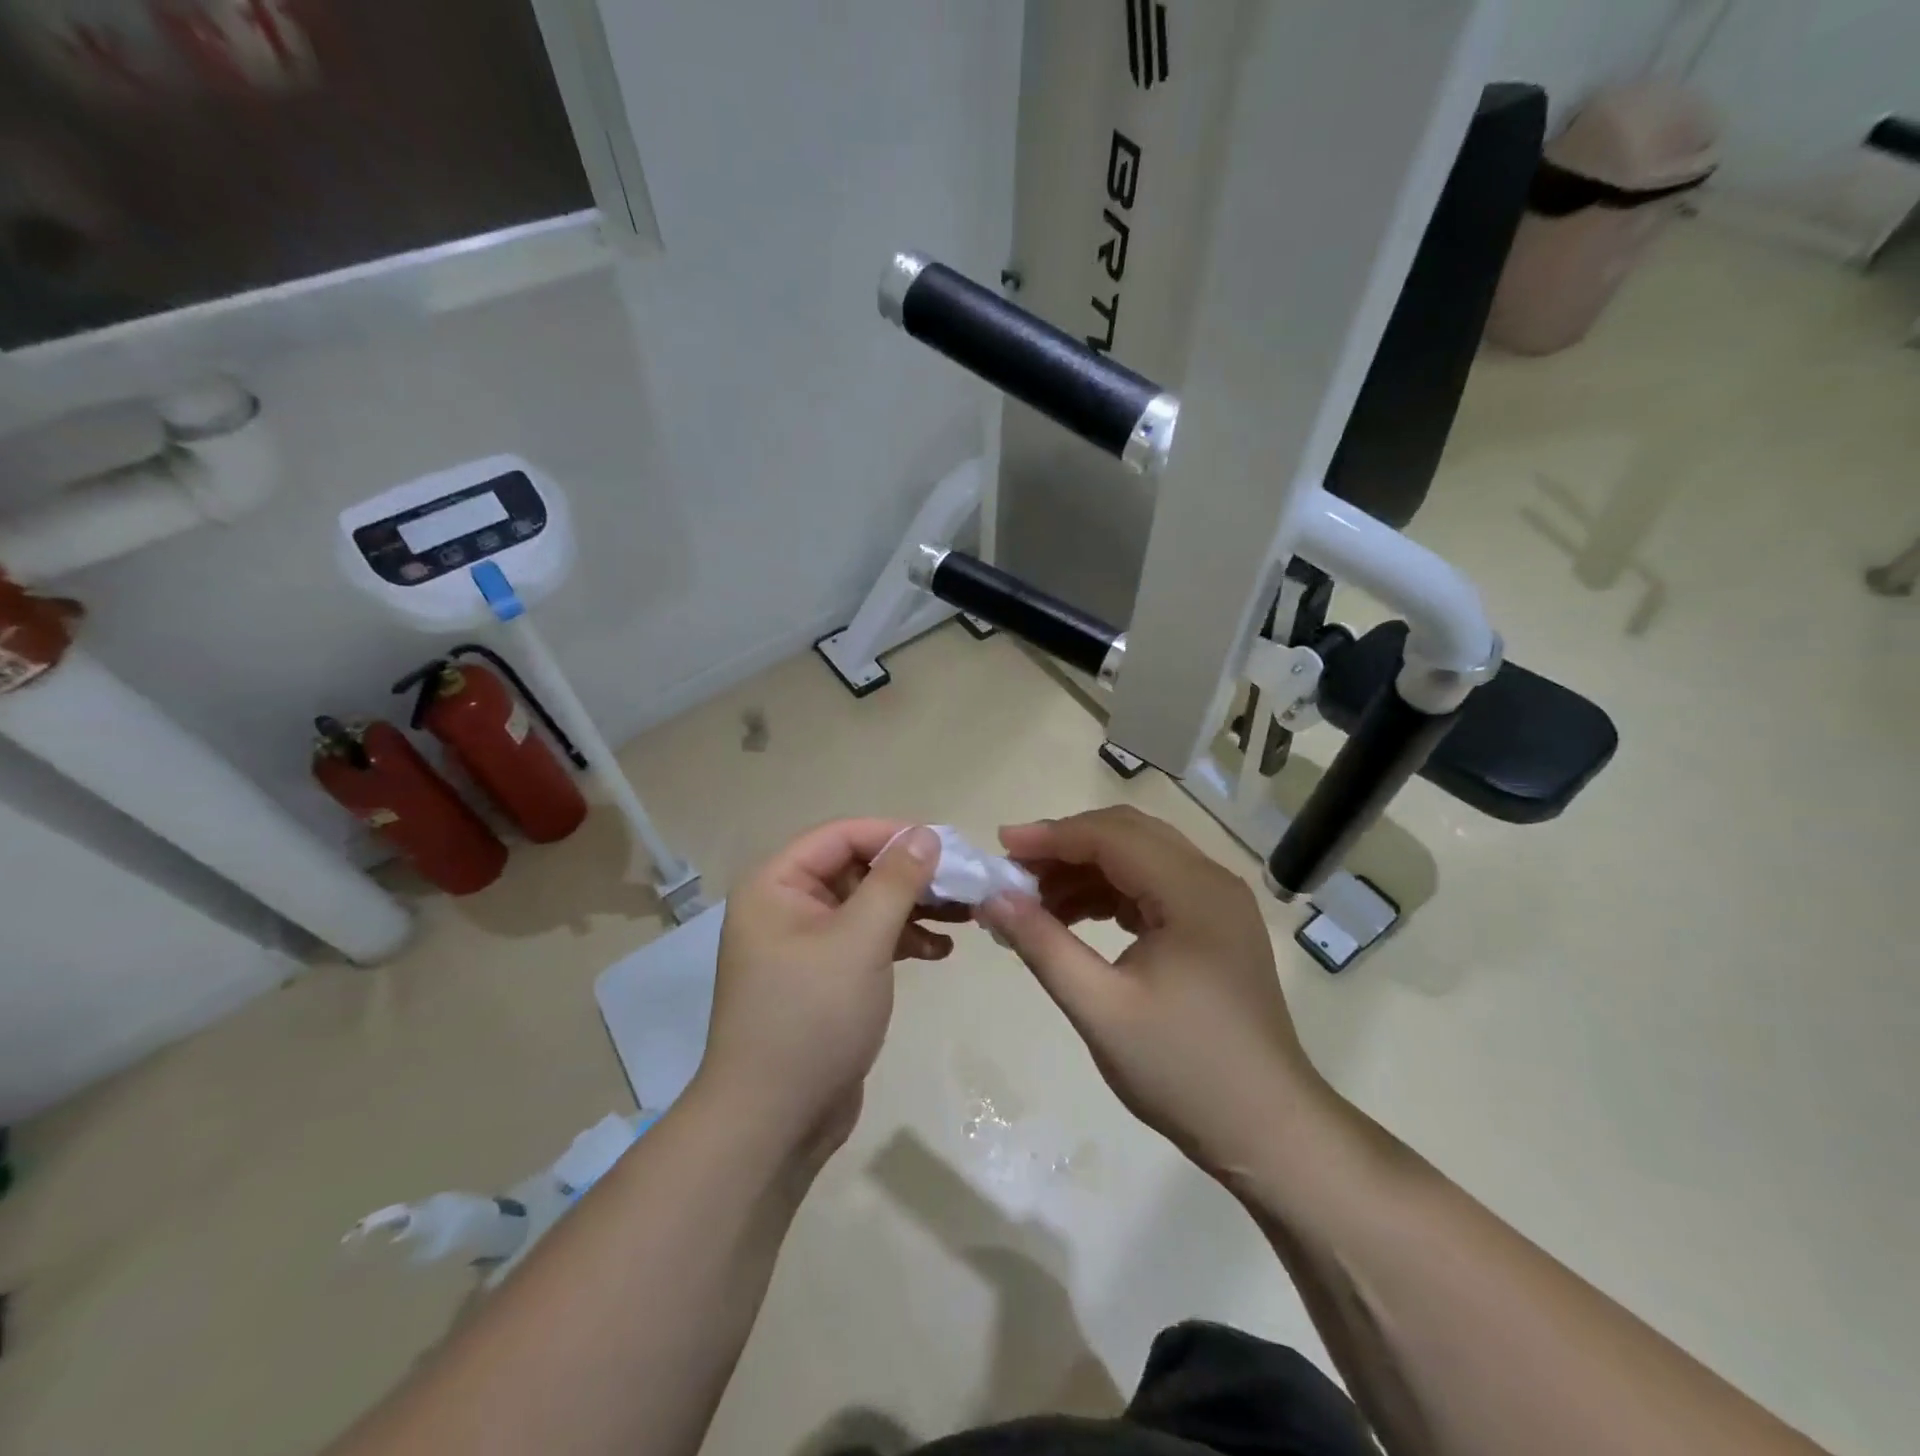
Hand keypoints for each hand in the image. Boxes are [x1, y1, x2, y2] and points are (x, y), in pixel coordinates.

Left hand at [698, 821, 954, 1158]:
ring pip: (867, 905)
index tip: (947, 846)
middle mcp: (786, 905)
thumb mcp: (860, 941)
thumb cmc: (812, 1018)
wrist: (774, 1122)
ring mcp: (804, 944)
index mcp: (776, 884)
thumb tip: (926, 833)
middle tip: (964, 883)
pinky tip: (939, 952)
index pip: (841, 835)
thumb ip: (895, 882)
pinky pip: (866, 940)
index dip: (894, 834)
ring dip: (913, 907)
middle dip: (911, 875)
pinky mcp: (824, 977)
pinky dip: (901, 940)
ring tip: (965, 915)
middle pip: (857, 868)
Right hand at [978, 807, 1321, 1179]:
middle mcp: (1210, 881)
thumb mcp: (1100, 1008)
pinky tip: (1075, 919)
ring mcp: (1217, 903)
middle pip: (1127, 836)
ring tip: (1035, 902)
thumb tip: (993, 899)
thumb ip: (1043, 945)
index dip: (1051, 836)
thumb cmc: (1183, 1069)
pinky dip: (1109, 894)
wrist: (1268, 1130)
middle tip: (1014, 872)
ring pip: (1139, 859)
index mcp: (1192, 890)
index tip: (1000, 847)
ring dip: (1086, 871)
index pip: (1111, 836)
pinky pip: (1152, 888)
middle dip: (1066, 848)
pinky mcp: (1214, 927)